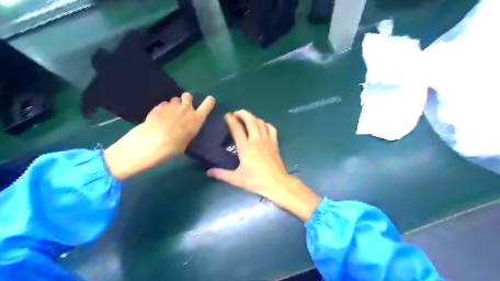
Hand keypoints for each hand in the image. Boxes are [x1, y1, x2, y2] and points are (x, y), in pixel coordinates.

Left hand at [104, 92, 213, 179]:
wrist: (153, 142)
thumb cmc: (174, 147)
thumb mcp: (186, 142)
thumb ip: (188, 132)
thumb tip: (186, 131)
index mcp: (197, 119)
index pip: (208, 104)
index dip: (209, 101)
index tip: (209, 100)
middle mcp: (186, 109)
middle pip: (188, 96)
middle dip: (186, 99)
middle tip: (183, 108)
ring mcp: (172, 106)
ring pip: (175, 99)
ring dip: (174, 104)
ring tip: (169, 113)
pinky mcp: (159, 106)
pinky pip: (164, 104)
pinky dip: (163, 108)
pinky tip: (159, 117)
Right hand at [207, 109, 319, 221]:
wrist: (276, 183)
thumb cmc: (255, 180)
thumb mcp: (236, 179)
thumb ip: (221, 174)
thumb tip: (208, 172)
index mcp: (245, 147)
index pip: (236, 128)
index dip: (231, 119)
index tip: (227, 115)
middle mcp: (256, 139)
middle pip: (250, 119)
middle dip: (242, 113)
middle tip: (236, 114)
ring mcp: (267, 140)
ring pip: (260, 122)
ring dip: (253, 117)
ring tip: (247, 119)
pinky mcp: (275, 142)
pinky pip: (271, 128)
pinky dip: (265, 124)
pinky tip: (262, 126)